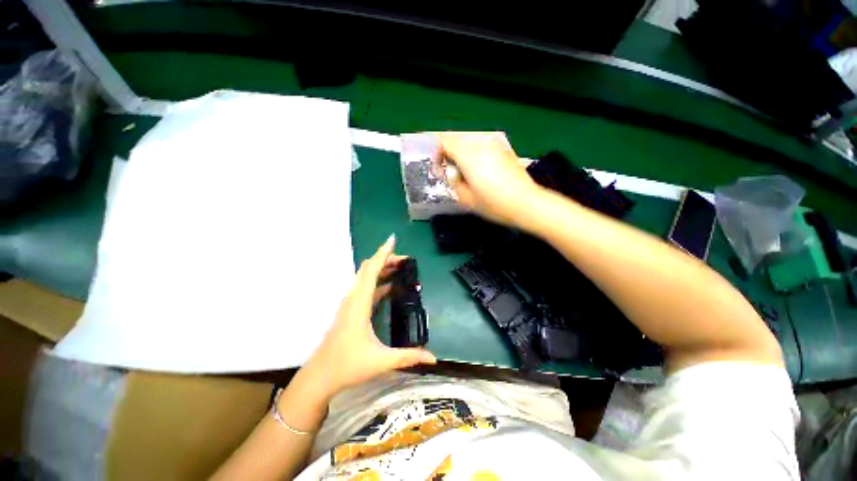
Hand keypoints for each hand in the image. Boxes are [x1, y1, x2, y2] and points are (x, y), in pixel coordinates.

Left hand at [303, 235, 435, 398]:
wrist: (320, 376)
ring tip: (401, 268)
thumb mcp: (382, 360)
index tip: (393, 240)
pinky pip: (366, 288)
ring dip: (382, 269)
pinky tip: (390, 286)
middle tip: (406, 260)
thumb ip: (409, 357)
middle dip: (386, 259)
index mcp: (359, 303)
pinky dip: (378, 282)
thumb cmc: (348, 365)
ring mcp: (351, 303)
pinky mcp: (351, 310)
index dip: (383, 253)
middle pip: (368, 269)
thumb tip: (433, 358)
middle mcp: (353, 298)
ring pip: (366, 277)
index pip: (371, 270)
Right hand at [437, 132, 543, 226]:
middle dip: (450, 156)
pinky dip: (477, 157)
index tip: (440, 170)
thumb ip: (453, 182)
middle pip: (458, 142)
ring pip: (471, 145)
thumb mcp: (466, 198)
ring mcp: (495, 146)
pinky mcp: (505, 151)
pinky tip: (483, 174)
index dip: (437, 154)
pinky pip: (484, 149)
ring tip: (468, 176)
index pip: (445, 142)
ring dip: (464, 157)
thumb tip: (450, 173)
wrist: (527, 203)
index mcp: (469, 156)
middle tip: (453, 175)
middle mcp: (481, 145)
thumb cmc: (494, 204)